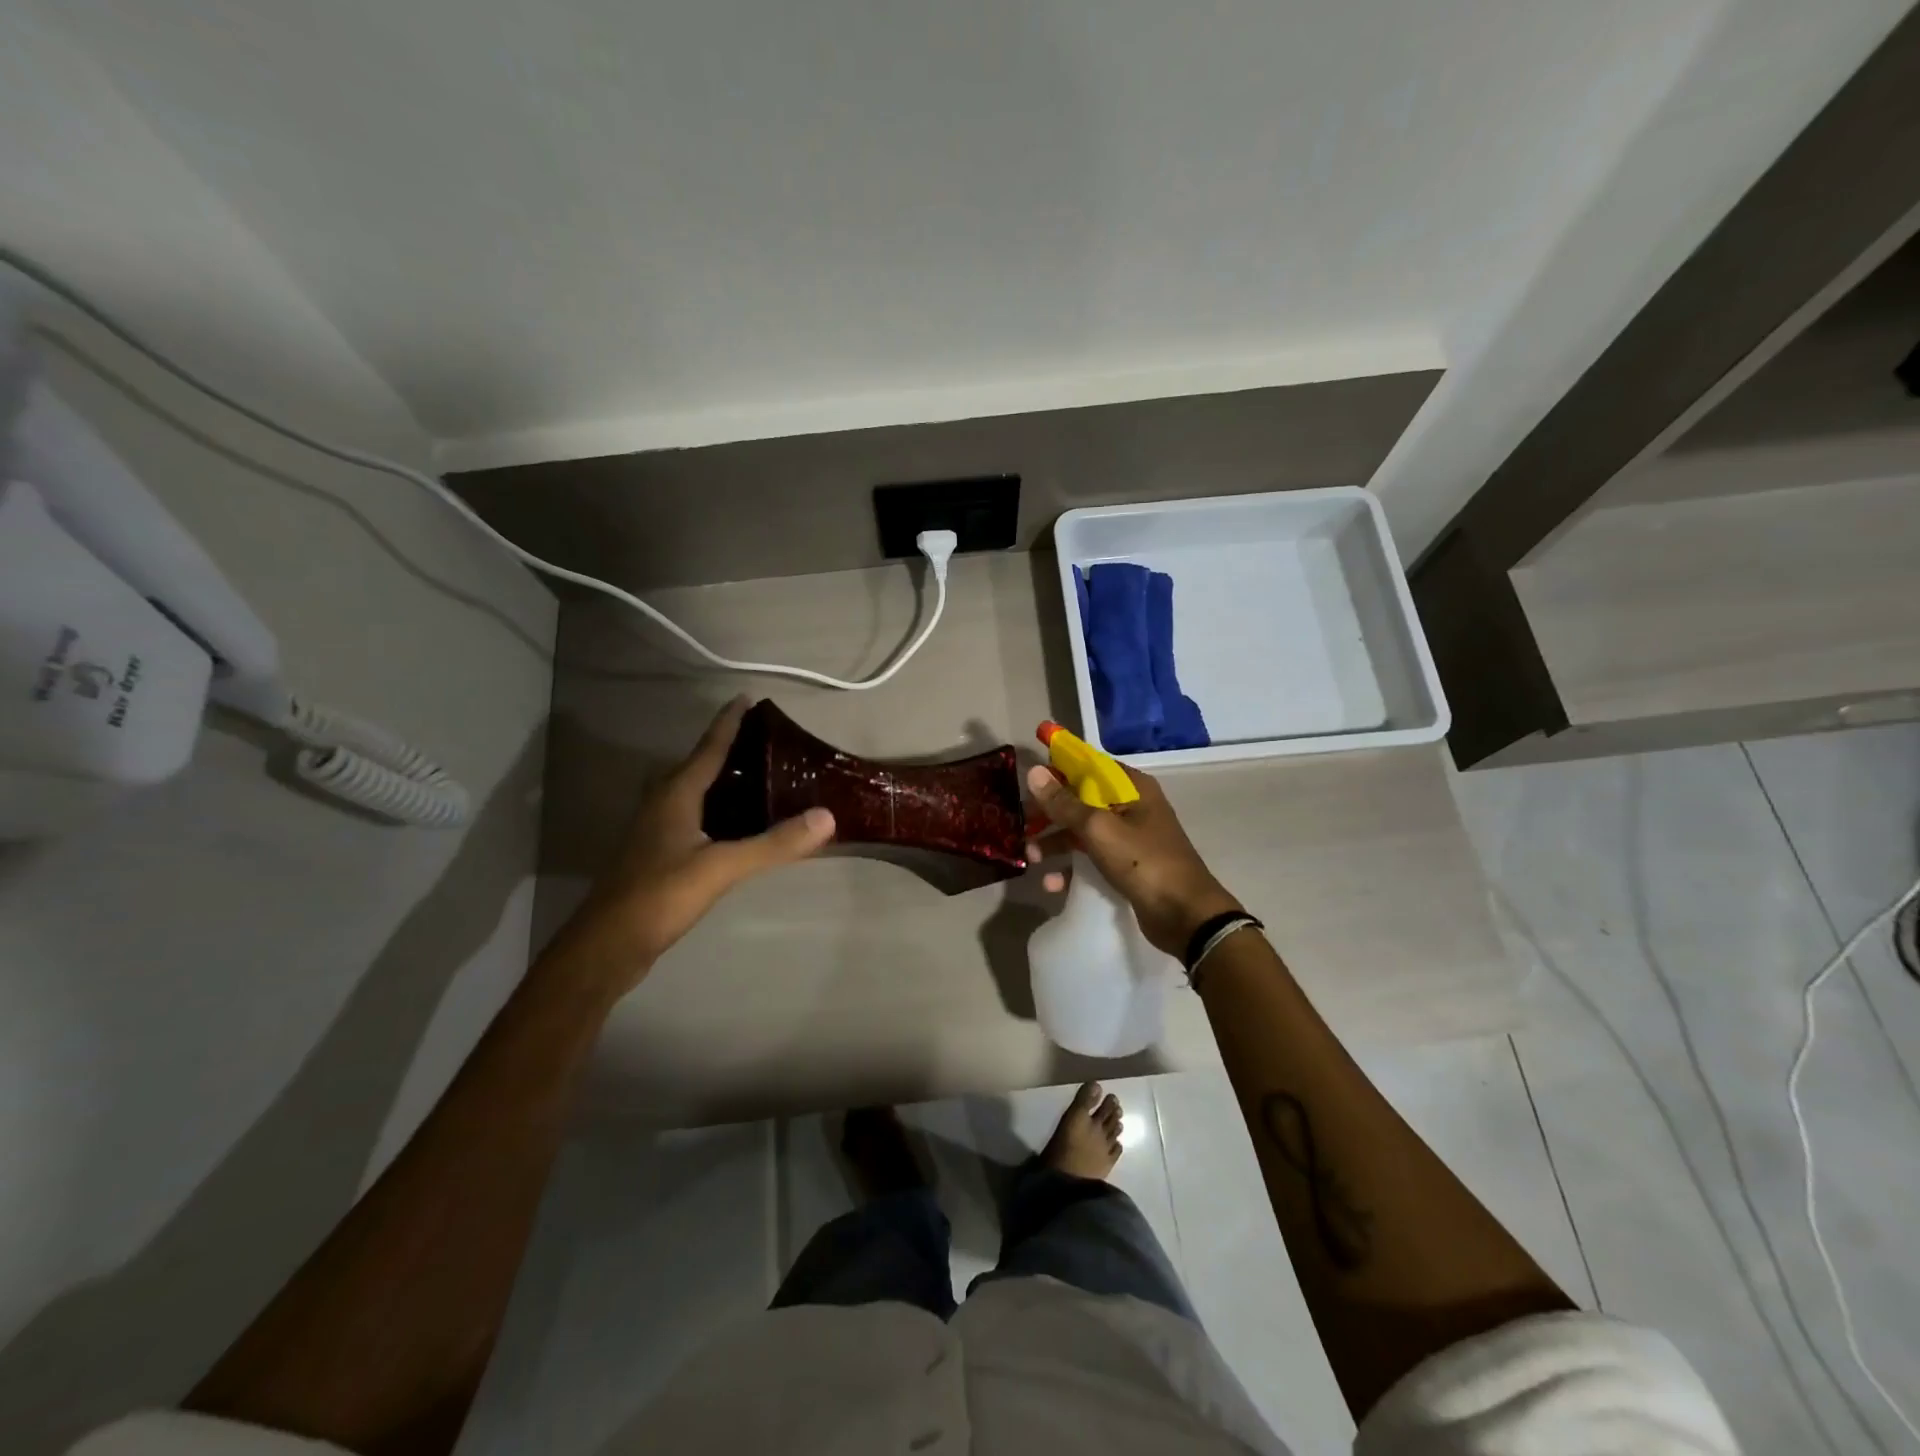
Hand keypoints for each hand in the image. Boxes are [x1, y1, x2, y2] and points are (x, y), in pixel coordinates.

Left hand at [564, 697, 834, 984]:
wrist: (608, 944)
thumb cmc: (660, 895)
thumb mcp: (721, 867)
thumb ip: (773, 843)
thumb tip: (827, 817)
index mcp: (676, 794)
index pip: (709, 747)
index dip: (729, 722)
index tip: (747, 698)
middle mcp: (664, 803)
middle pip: (700, 765)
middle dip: (730, 748)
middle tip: (769, 741)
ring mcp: (658, 829)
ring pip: (696, 792)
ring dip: (724, 779)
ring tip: (763, 775)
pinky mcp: (659, 853)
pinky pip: (695, 816)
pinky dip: (720, 809)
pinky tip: (740, 824)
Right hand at [1026, 762, 1240, 957]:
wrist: (1185, 915)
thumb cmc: (1143, 862)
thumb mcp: (1098, 828)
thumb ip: (1064, 802)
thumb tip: (1034, 771)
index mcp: (1131, 787)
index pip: (1088, 765)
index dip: (1058, 768)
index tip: (1028, 778)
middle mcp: (1131, 806)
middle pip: (1081, 799)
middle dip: (1050, 812)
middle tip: (1023, 824)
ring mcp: (1129, 838)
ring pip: (1082, 830)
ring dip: (1055, 842)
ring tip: (1031, 858)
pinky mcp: (1126, 866)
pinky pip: (1091, 858)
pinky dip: (1070, 868)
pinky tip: (1051, 883)